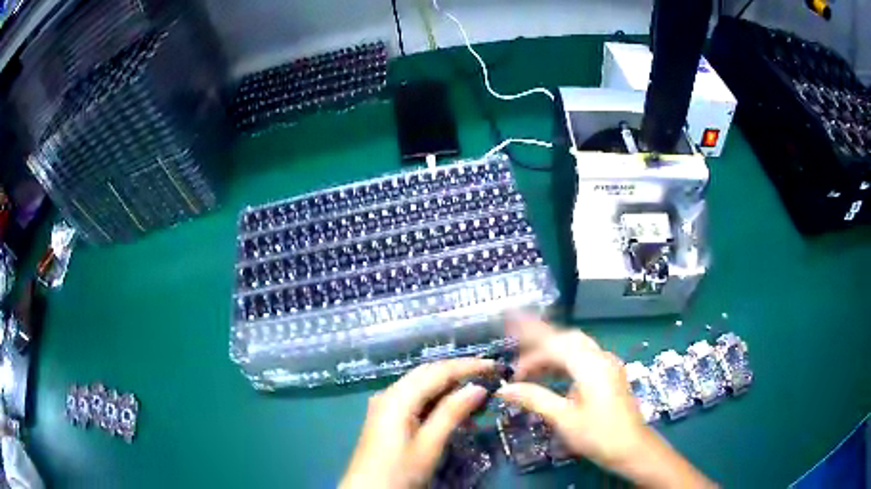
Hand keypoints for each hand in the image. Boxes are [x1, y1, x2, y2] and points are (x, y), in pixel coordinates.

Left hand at [340, 358, 493, 488]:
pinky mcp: (386, 418)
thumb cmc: (399, 471)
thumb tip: (478, 388)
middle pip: (427, 373)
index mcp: (397, 397)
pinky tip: (453, 410)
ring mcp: (385, 405)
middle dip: (459, 371)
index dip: (468, 366)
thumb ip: (451, 413)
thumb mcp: (429, 445)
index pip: (437, 371)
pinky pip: (414, 398)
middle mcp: (389, 393)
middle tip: (489, 376)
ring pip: (421, 385)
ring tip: (476, 394)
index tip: (495, 366)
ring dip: (448, 386)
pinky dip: (436, 400)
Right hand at [496, 315, 715, 487]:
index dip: (529, 347)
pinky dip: (563, 361)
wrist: (633, 448)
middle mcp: (601, 357)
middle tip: (517, 356)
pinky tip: (552, 376)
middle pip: (567, 338)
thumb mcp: (563, 419)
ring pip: (576, 347)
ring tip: (529, 369)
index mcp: (590, 365)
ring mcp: (608, 365)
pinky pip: (583, 357)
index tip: (510, 361)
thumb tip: (504, 389)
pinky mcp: (610, 374)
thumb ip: (534, 399)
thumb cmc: (598, 435)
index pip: (554, 343)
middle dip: (540, 343)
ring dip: (552, 353)